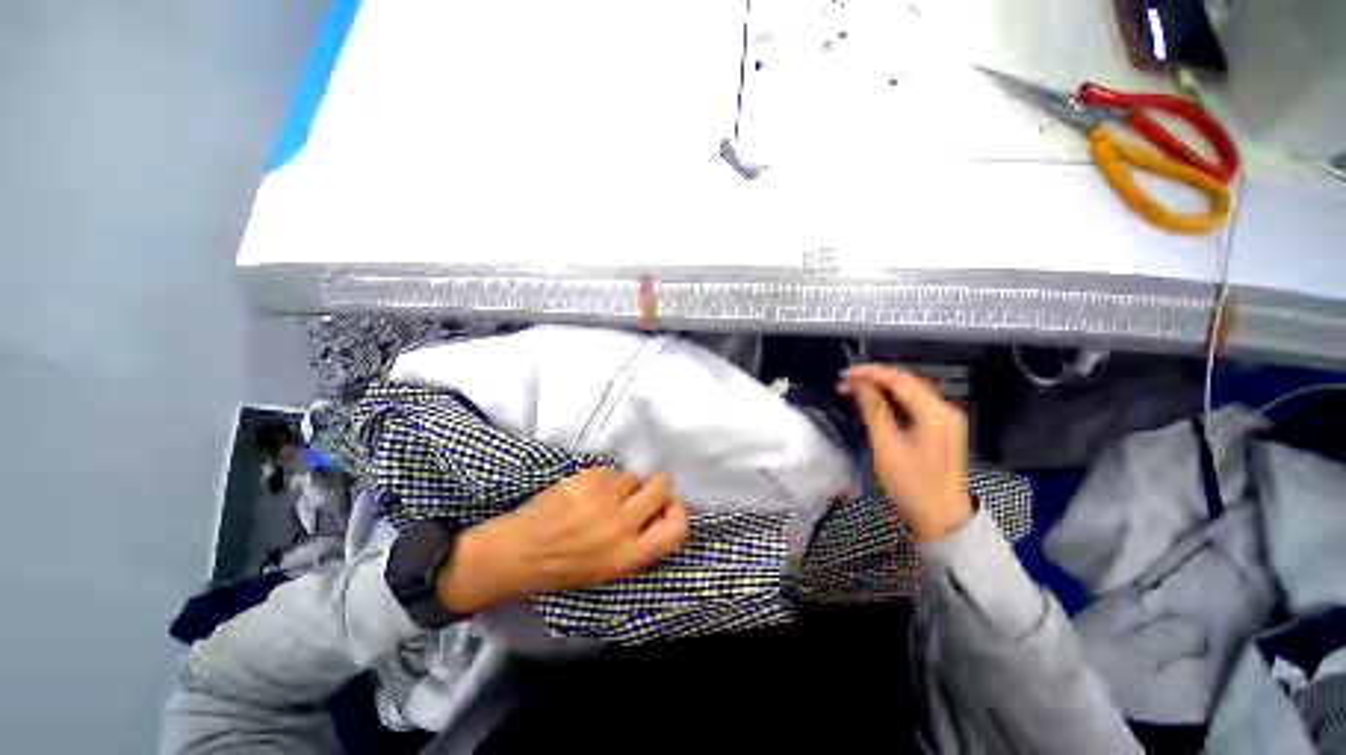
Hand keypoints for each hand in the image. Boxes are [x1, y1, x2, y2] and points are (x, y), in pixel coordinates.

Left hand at [436, 468, 688, 612]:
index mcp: (629, 556)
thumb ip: (640, 543)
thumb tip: (661, 510)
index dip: (678, 511)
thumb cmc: (565, 567)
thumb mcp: (610, 569)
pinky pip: (609, 469)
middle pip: (660, 488)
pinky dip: (603, 477)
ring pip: (632, 475)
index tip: (666, 506)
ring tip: (602, 496)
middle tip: (639, 491)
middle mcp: (621, 526)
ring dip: (623, 483)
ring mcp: (602, 500)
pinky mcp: (585, 481)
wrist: (517, 553)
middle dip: (655, 486)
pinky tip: (586, 490)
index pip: (677, 529)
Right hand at [839, 364, 972, 540]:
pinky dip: (893, 400)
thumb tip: (860, 386)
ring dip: (882, 388)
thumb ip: (874, 412)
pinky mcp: (941, 428)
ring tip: (855, 390)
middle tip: (846, 382)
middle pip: (907, 383)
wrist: (941, 519)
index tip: (847, 373)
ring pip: (910, 392)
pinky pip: (914, 404)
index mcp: (935, 415)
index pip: (901, 381)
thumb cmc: (912, 486)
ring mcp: (945, 419)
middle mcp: (945, 411)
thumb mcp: (887, 448)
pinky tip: (875, 402)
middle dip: (875, 379)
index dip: (872, 373)